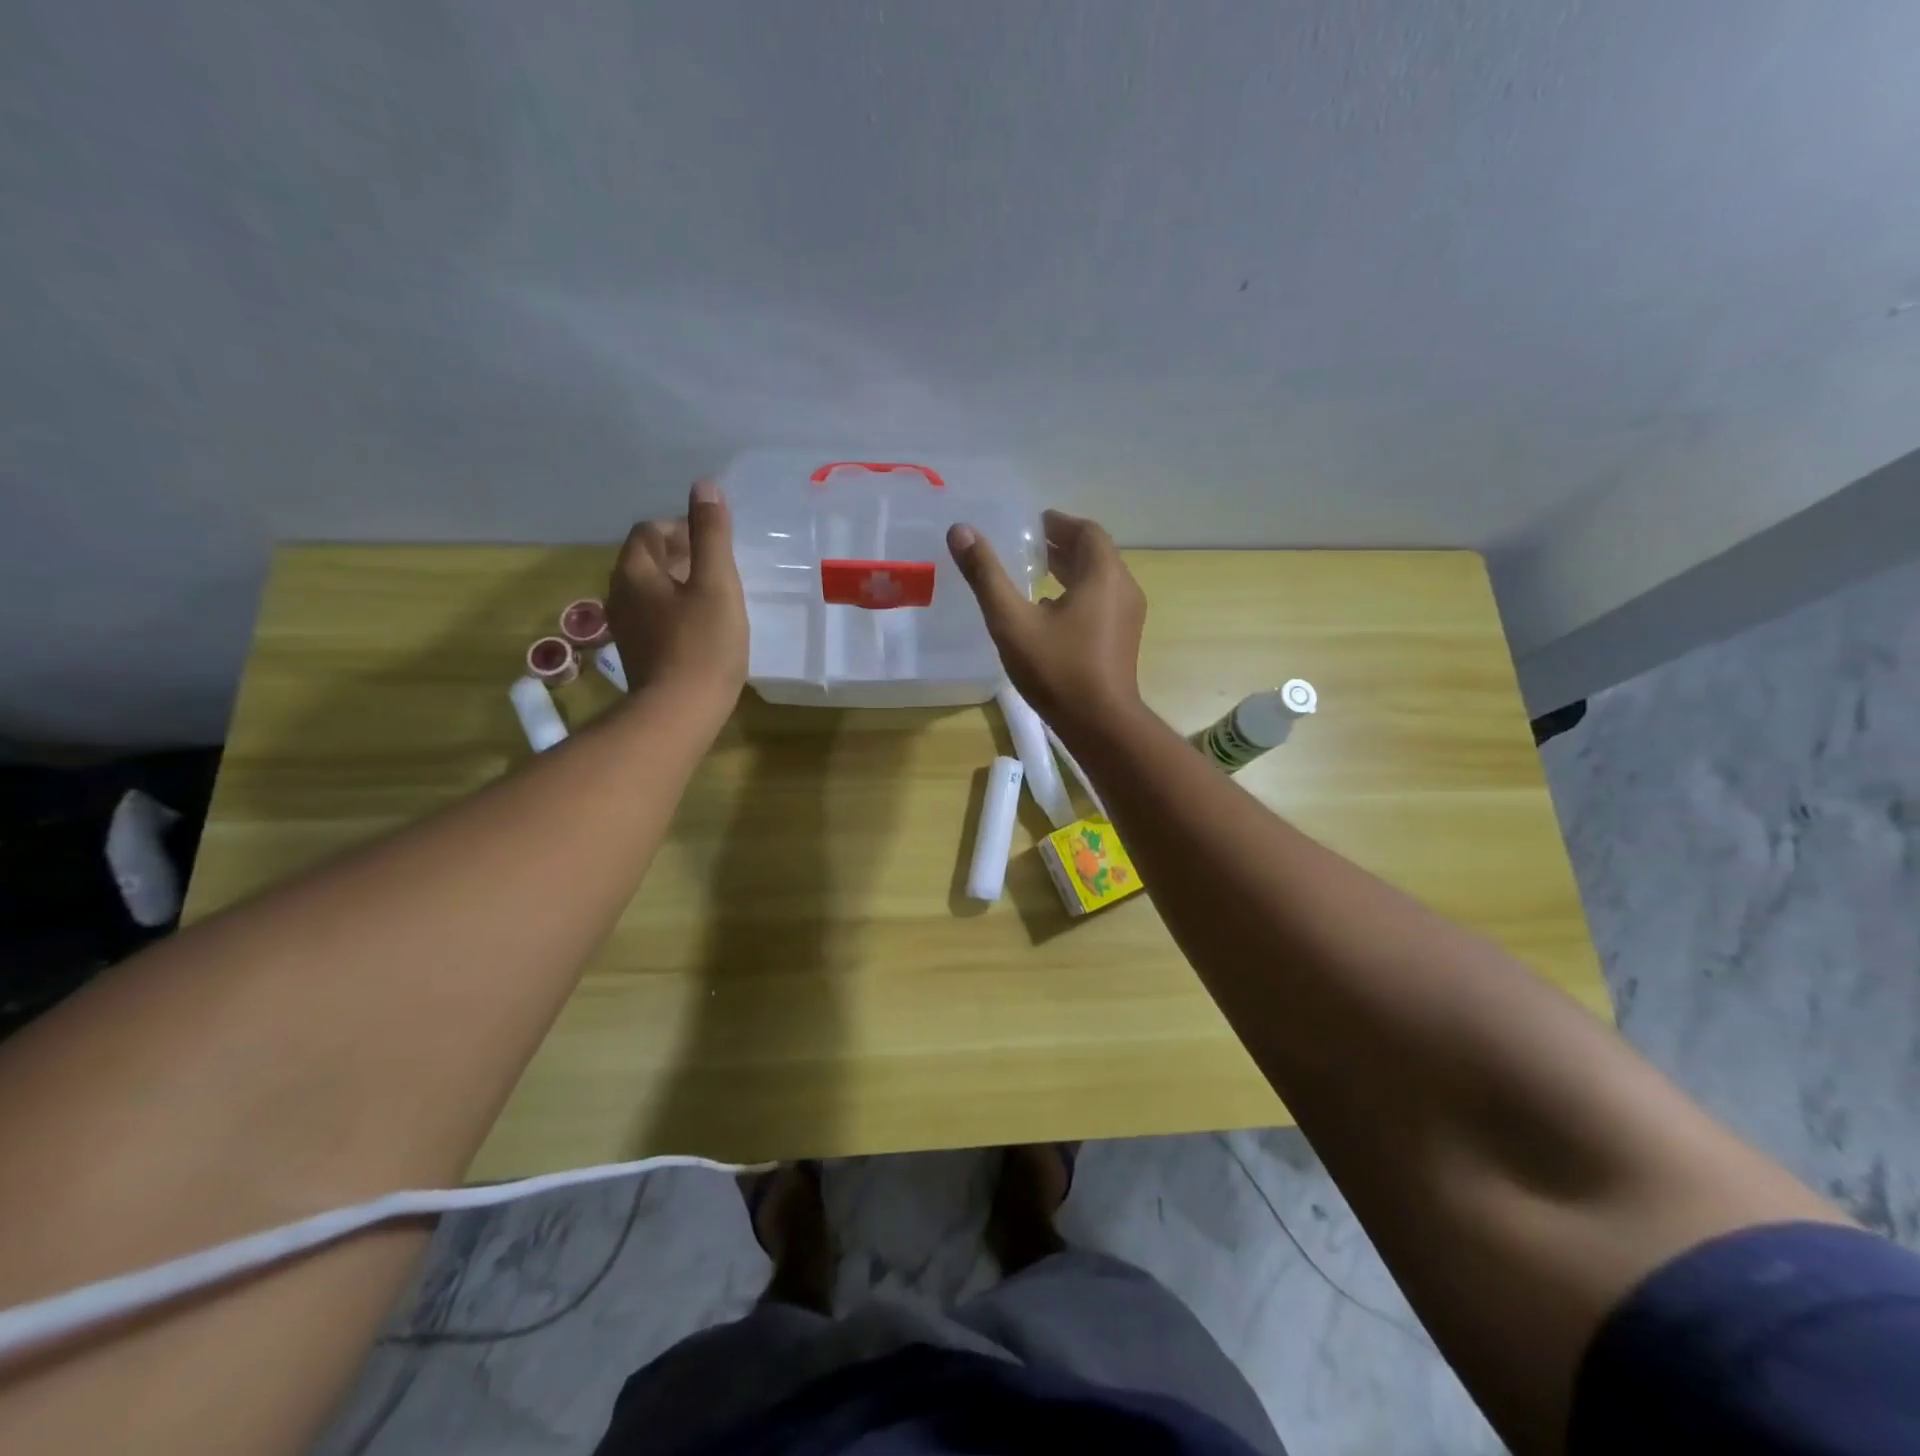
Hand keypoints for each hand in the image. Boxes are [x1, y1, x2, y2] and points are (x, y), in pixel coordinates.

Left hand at [607, 479, 747, 718]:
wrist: (679, 713)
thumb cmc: (703, 644)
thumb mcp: (716, 584)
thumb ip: (711, 534)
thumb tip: (704, 486)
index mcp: (634, 572)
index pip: (649, 532)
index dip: (681, 528)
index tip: (713, 543)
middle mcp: (620, 595)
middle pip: (646, 561)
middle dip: (680, 555)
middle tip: (718, 567)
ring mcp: (626, 628)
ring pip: (650, 591)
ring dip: (678, 585)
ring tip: (715, 597)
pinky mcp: (639, 654)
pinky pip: (655, 618)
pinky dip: (675, 612)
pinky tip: (702, 629)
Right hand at [947, 509, 1145, 738]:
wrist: (1100, 725)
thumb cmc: (1057, 669)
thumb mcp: (1012, 621)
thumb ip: (986, 575)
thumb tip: (961, 531)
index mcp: (1103, 574)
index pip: (1086, 531)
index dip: (1058, 523)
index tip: (1031, 525)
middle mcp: (1123, 588)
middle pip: (1094, 554)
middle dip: (1061, 546)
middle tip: (1026, 547)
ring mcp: (1127, 617)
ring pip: (1098, 581)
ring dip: (1069, 572)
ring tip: (1033, 576)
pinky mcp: (1123, 640)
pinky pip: (1101, 603)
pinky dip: (1077, 596)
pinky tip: (1048, 614)